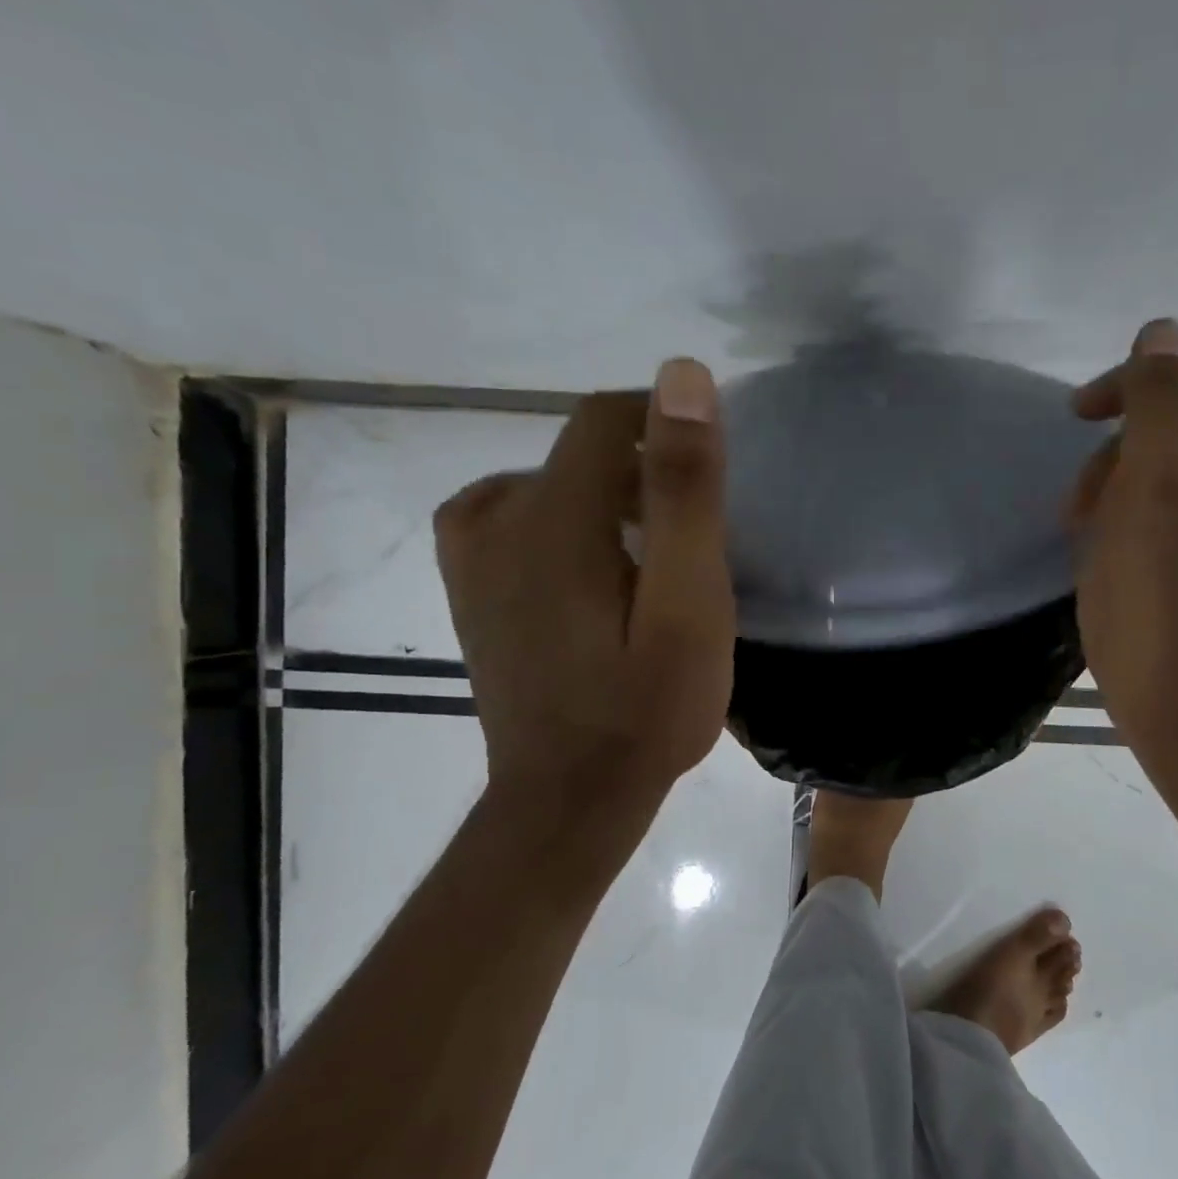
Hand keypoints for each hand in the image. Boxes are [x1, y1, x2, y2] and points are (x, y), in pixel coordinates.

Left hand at [434, 360, 734, 804]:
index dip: (662, 423)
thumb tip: (682, 377)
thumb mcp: (688, 604)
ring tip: (648, 561)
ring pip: (548, 483)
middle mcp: (494, 518)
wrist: (568, 800)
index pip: (603, 417)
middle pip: (577, 454)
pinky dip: (560, 524)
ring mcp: (470, 555)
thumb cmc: (646, 711)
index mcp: (551, 517)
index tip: (709, 468)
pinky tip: (588, 570)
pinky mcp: (468, 587)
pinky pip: (513, 515)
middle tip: (690, 543)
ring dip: (603, 502)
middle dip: (640, 477)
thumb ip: (683, 492)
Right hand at [1067, 319, 1177, 786]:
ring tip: (1087, 532)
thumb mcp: (1148, 513)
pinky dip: (1158, 510)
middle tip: (1078, 504)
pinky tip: (1121, 550)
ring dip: (1135, 480)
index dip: (1142, 382)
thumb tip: (1164, 333)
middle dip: (1131, 443)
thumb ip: (1160, 415)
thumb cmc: (1163, 630)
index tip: (1078, 420)